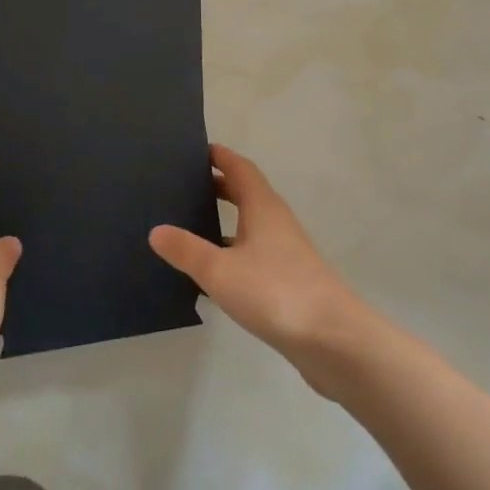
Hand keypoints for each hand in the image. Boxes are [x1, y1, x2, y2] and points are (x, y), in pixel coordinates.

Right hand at [149, 145, 373, 390]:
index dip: (220, 156)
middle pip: (246, 193)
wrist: (332, 340)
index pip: (240, 168)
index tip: (195, 150)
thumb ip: (187, 250)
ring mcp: (286, 252)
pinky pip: (254, 254)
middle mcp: (276, 222)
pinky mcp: (288, 280)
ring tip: (190, 225)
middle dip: (218, 186)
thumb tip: (156, 230)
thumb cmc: (275, 292)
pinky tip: (213, 273)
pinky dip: (233, 252)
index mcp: (263, 207)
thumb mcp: (220, 271)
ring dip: (225, 220)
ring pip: (251, 225)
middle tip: (183, 185)